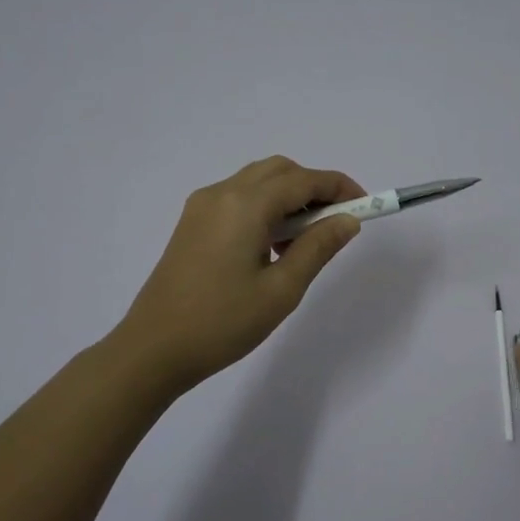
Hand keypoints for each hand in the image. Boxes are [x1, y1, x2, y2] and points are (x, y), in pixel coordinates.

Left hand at [113, 157, 366, 394]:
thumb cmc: (222, 323)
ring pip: (257, 182)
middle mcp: (221, 193)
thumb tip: (348, 221)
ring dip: (289, 198)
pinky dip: (265, 208)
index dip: (339, 188)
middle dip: (314, 188)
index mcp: (244, 205)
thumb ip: (318, 248)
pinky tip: (272, 246)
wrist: (153, 349)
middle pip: (279, 171)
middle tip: (336, 224)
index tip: (366, 207)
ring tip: (305, 242)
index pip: (303, 180)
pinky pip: (238, 199)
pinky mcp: (192, 223)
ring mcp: (202, 207)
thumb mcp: (282, 289)